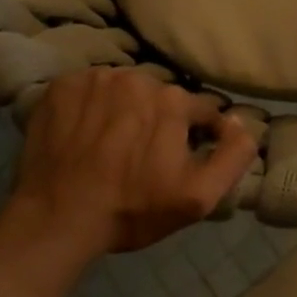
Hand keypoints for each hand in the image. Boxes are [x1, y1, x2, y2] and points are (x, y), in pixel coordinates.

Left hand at [6, 68, 259, 258]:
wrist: (57, 219)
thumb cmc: (132, 210)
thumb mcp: (199, 196)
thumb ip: (233, 156)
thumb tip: (239, 122)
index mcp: (172, 100)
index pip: (199, 110)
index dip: (197, 135)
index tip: (180, 159)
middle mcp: (136, 77)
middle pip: (159, 97)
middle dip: (158, 121)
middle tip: (142, 155)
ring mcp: (94, 79)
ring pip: (124, 90)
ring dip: (124, 110)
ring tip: (110, 144)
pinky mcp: (60, 87)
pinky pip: (88, 89)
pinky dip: (90, 107)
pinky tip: (84, 134)